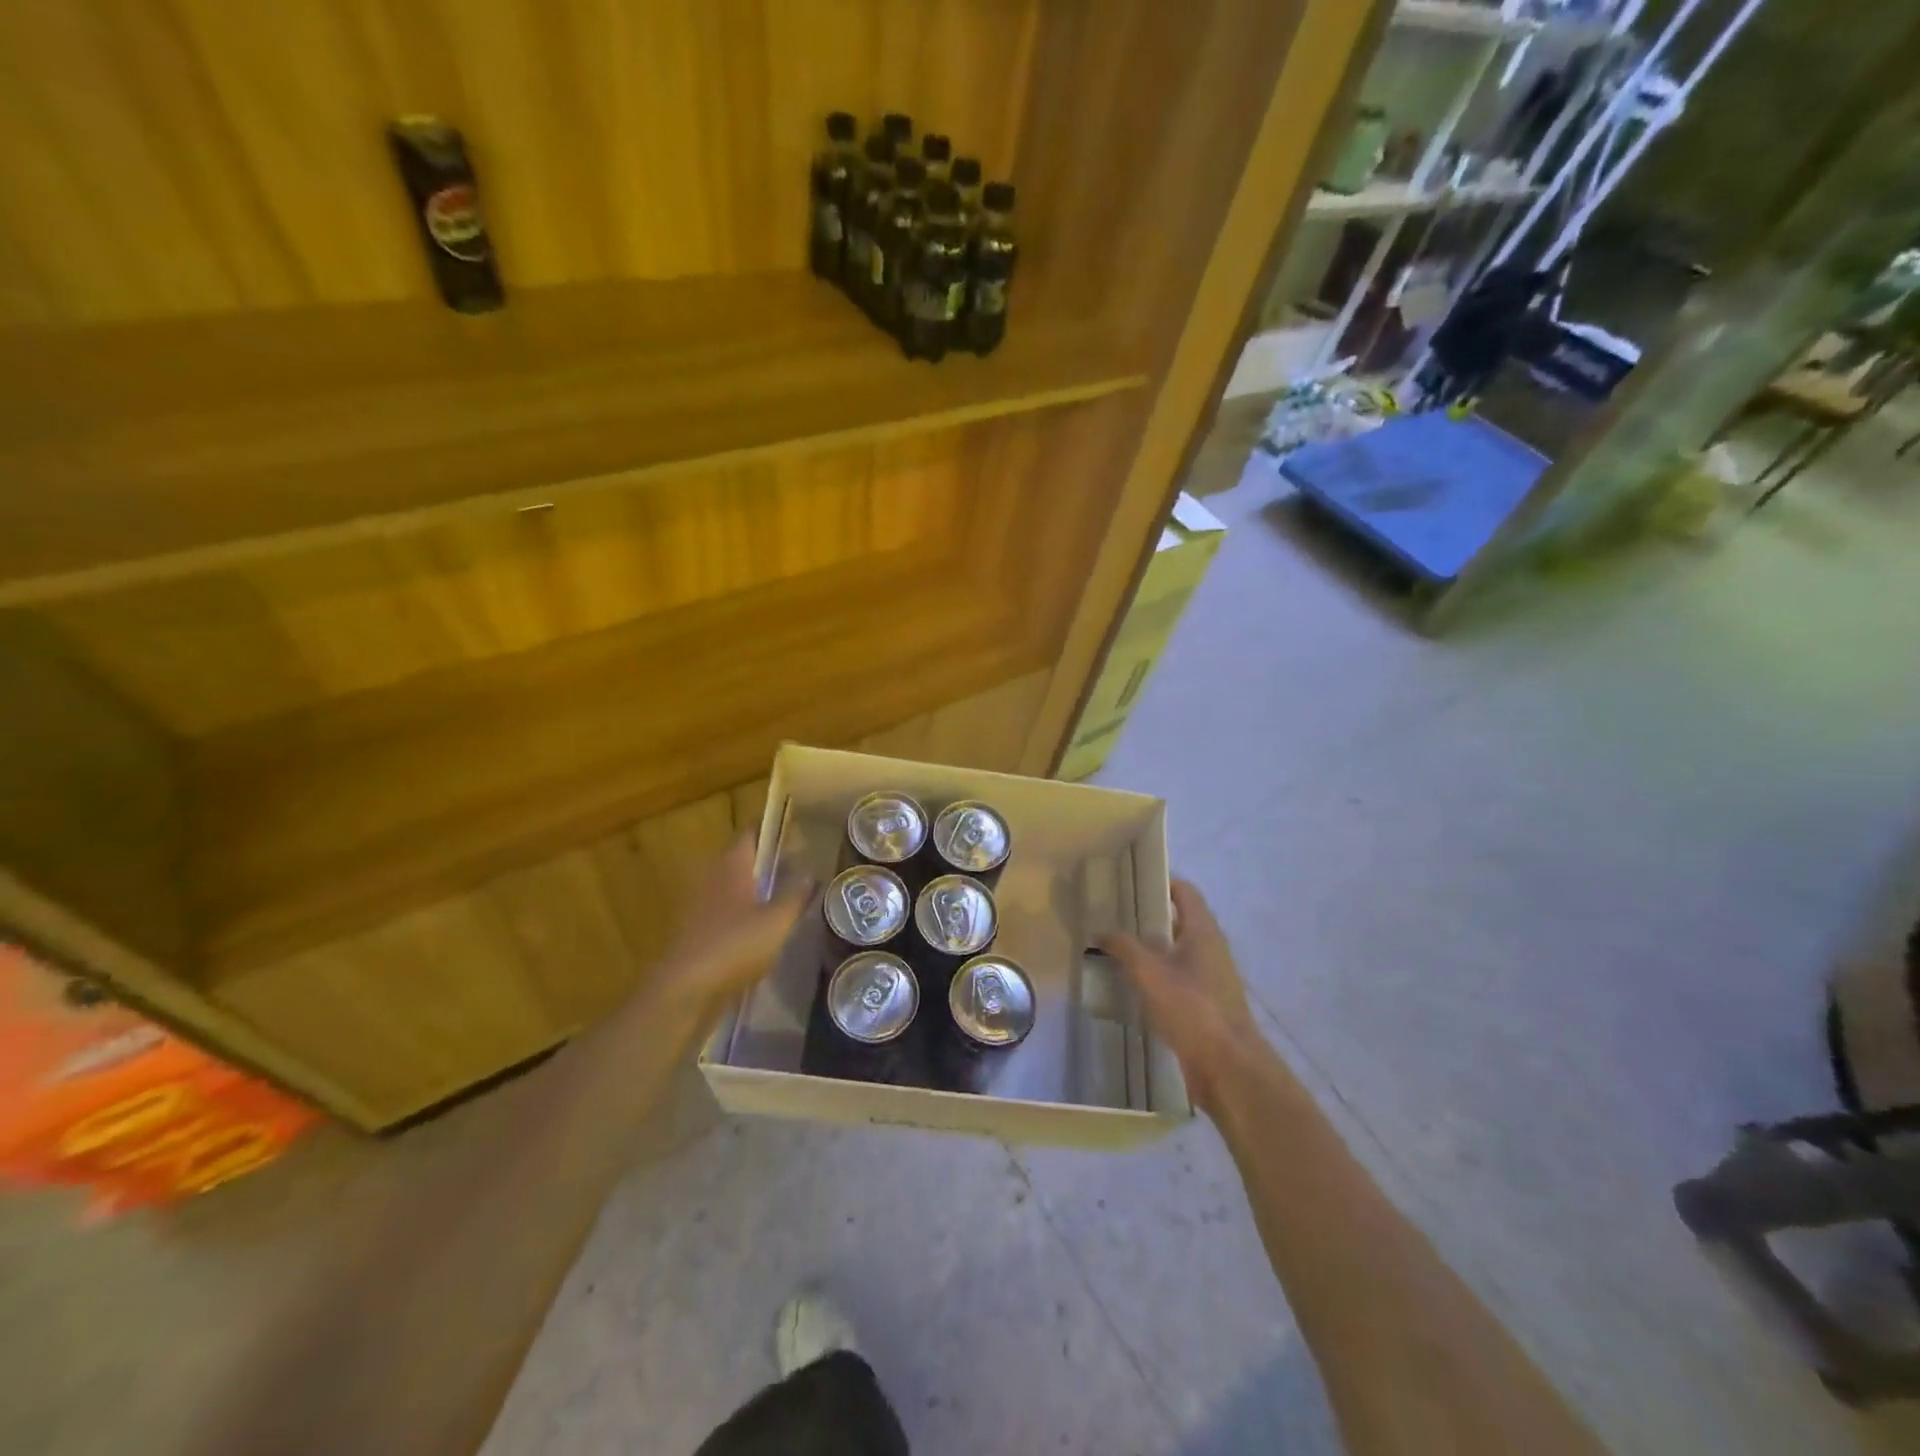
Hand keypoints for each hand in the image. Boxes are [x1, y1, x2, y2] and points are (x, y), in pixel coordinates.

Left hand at [652, 836, 811, 1011]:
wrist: (684, 992)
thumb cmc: (733, 946)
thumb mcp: (776, 921)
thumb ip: (795, 895)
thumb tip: (811, 871)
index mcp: (732, 867)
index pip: (750, 834)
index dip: (771, 830)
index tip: (795, 831)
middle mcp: (714, 880)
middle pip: (742, 861)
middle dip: (768, 862)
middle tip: (800, 866)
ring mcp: (702, 908)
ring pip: (735, 888)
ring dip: (758, 890)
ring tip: (788, 898)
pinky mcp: (698, 934)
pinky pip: (727, 914)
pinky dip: (746, 916)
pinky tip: (765, 931)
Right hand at [1099, 879, 1263, 1114]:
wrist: (1229, 1067)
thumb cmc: (1192, 1008)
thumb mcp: (1150, 973)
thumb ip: (1123, 947)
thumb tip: (1100, 929)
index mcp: (1203, 932)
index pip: (1185, 893)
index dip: (1161, 882)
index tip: (1131, 880)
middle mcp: (1211, 950)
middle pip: (1179, 922)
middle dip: (1148, 918)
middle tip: (1114, 916)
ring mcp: (1211, 979)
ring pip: (1177, 953)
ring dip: (1150, 950)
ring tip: (1116, 949)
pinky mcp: (1206, 1006)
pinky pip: (1177, 980)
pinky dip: (1156, 977)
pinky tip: (1131, 986)